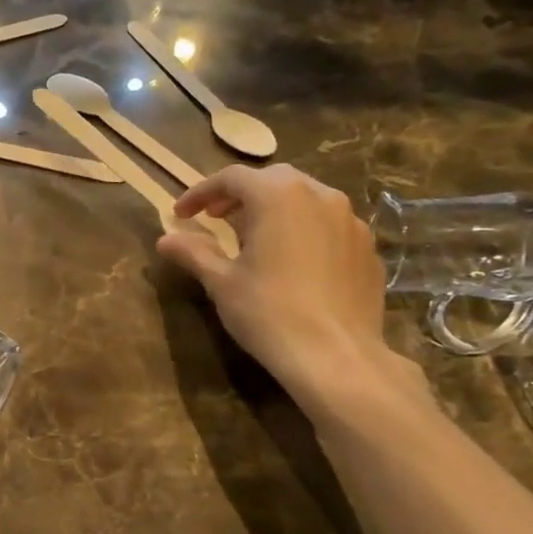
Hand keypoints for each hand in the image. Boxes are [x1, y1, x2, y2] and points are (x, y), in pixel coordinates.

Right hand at [157, 164, 409, 412]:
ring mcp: (351, 220)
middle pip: (272, 181)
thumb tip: (165, 239)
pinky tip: (293, 262)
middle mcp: (319, 195)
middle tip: (217, 219)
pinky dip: (304, 231)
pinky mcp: (367, 247)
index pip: (232, 178)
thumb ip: (194, 253)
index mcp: (278, 197)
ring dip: (275, 210)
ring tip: (256, 239)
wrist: (335, 355)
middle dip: (240, 196)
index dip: (201, 193)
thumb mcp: (221, 282)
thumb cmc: (268, 313)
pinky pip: (329, 226)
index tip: (181, 214)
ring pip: (306, 200)